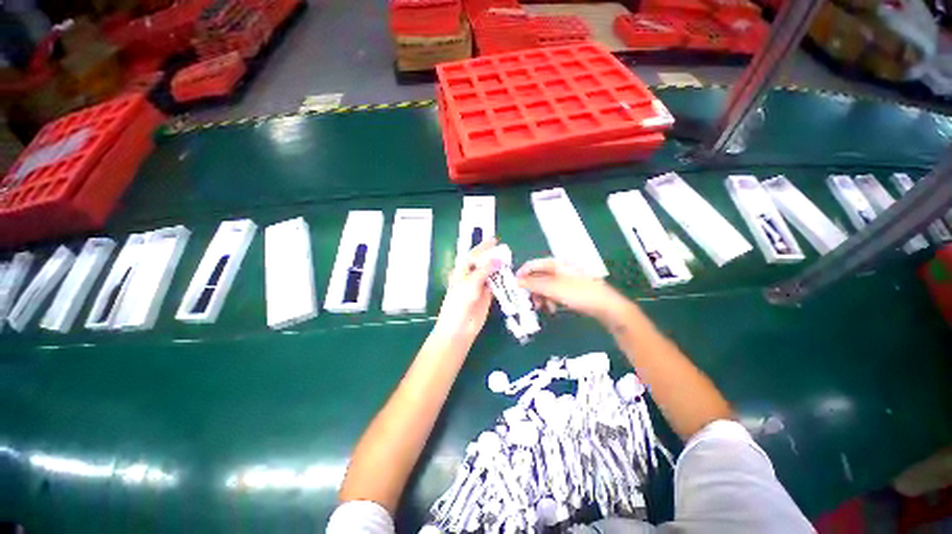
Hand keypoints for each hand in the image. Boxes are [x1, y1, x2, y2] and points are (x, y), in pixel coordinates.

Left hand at [433, 237, 500, 342]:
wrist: (460, 327)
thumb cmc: (459, 303)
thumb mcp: (470, 283)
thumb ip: (484, 270)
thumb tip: (498, 259)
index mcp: (462, 271)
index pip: (473, 255)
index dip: (483, 247)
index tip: (494, 240)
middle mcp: (470, 277)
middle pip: (483, 263)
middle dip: (493, 257)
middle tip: (506, 251)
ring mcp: (479, 286)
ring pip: (491, 273)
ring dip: (499, 268)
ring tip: (510, 261)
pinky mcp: (487, 296)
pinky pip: (496, 285)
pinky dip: (502, 280)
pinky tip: (509, 276)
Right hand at [516, 258, 631, 322]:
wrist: (607, 306)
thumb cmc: (579, 293)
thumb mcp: (553, 288)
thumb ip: (533, 283)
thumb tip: (516, 281)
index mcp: (556, 263)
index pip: (533, 265)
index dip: (522, 274)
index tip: (514, 287)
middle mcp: (560, 268)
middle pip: (538, 276)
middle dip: (532, 289)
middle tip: (529, 302)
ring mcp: (566, 279)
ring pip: (545, 286)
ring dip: (540, 296)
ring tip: (542, 308)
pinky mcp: (570, 289)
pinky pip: (554, 293)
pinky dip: (549, 299)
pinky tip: (552, 308)